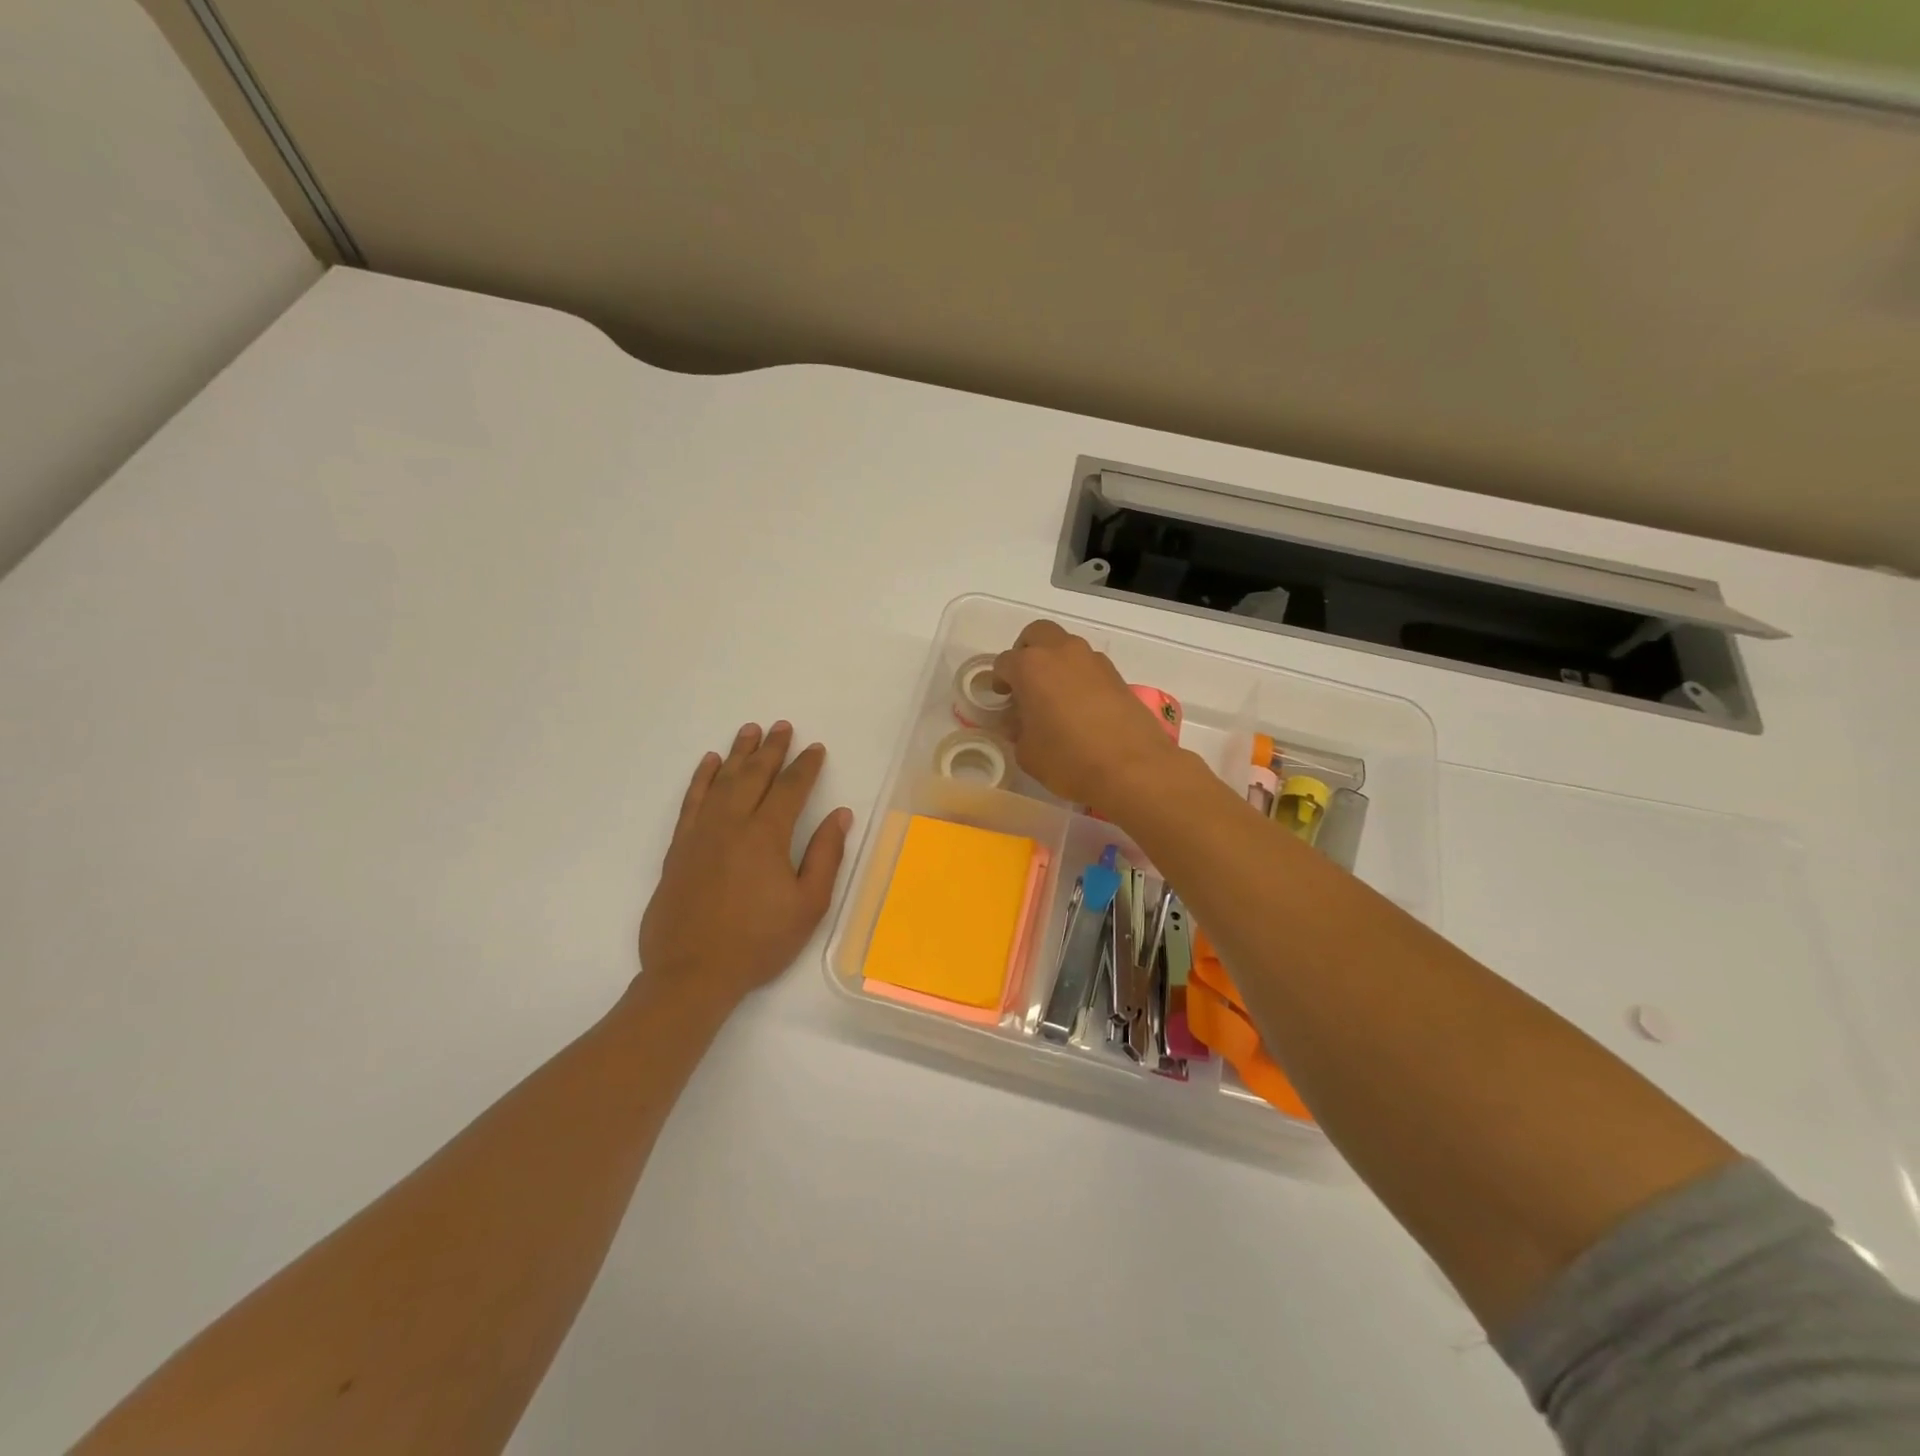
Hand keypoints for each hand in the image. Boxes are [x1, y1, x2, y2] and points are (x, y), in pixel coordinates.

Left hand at [636, 722, 852, 1013]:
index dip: (805, 766)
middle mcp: (732, 824)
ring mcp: (701, 833)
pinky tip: (708, 764)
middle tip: (782, 727)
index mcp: (767, 835)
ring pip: (721, 781)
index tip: (815, 749)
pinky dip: (701, 778)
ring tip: (749, 731)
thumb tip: (840, 815)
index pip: (791, 789)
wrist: (692, 972)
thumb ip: (825, 856)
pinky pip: (691, 801)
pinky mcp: (679, 847)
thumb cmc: (759, 942)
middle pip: (753, 775)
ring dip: (737, 753)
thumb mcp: (808, 905)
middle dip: (771, 749)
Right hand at [992, 621, 1183, 813]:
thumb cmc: (1068, 759)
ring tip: (1055, 697)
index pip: (1004, 663)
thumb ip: (1017, 729)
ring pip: (1067, 647)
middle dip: (1026, 652)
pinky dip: (1079, 677)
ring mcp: (1093, 661)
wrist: (1133, 768)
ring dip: (1056, 663)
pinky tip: (1080, 708)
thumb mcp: (1027, 752)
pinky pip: (1089, 666)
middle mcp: (1062, 653)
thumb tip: (1019, 720)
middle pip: (1037, 634)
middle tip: (1025, 682)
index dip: (999, 680)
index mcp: (1031, 666)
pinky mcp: (1117, 676)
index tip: (1002, 698)